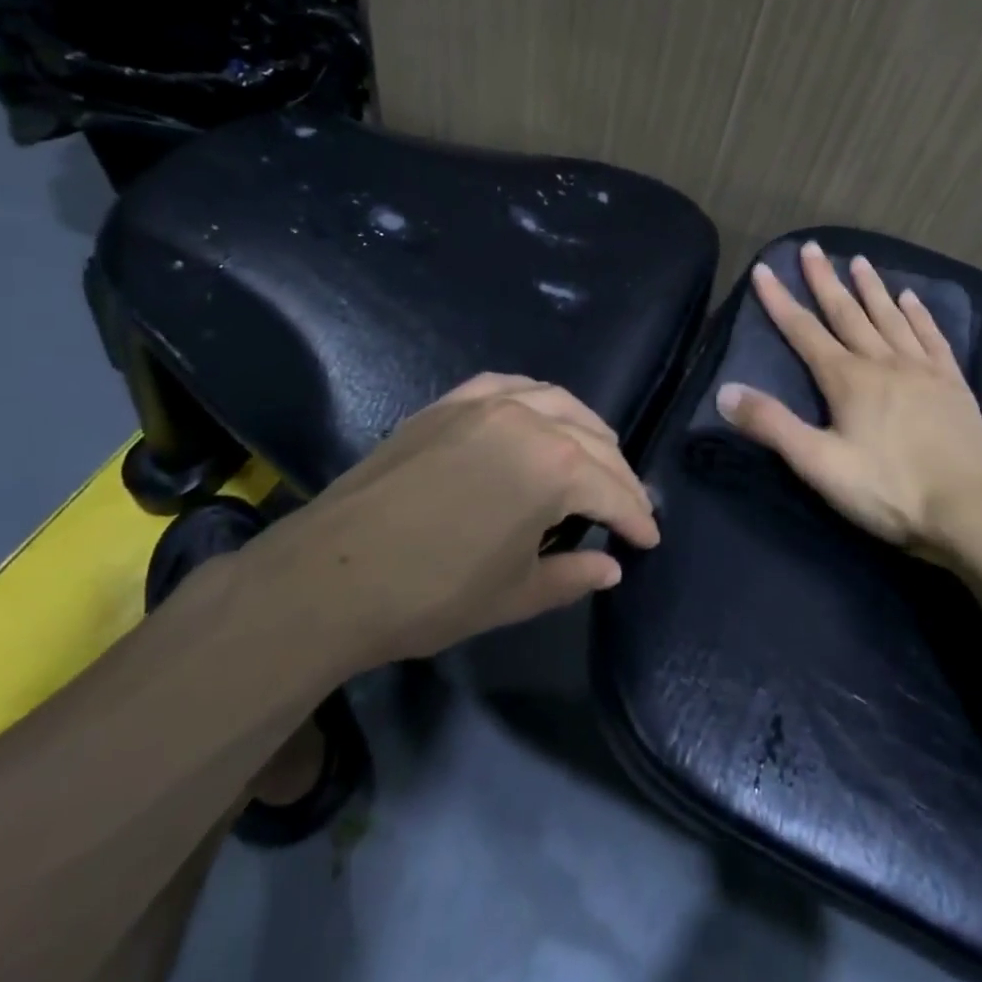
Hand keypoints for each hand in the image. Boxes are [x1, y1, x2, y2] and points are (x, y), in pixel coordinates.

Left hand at [265, 372, 660, 664]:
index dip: (637, 518)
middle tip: (629, 506)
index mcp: (555, 468)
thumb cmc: (433, 593)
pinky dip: (538, 400)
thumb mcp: (515, 594)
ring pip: (559, 402)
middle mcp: (530, 420)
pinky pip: (510, 386)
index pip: (614, 490)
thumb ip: (573, 576)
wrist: (331, 574)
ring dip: (587, 430)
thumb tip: (612, 567)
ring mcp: (486, 403)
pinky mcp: (450, 402)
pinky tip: (540, 416)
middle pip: (595, 440)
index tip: (649, 539)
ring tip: (596, 457)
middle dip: (619, 476)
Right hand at [716, 241, 981, 566]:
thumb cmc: (890, 490)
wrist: (971, 509)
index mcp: (848, 380)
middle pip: (848, 313)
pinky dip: (919, 315)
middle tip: (811, 248)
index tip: (764, 269)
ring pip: (890, 318)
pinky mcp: (953, 384)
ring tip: (858, 261)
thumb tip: (725, 391)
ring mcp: (922, 370)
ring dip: (871, 289)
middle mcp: (883, 362)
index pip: (804, 332)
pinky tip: (912, 299)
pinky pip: (932, 338)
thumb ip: (772, 425)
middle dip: (825, 281)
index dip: (780, 301)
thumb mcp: (819, 464)